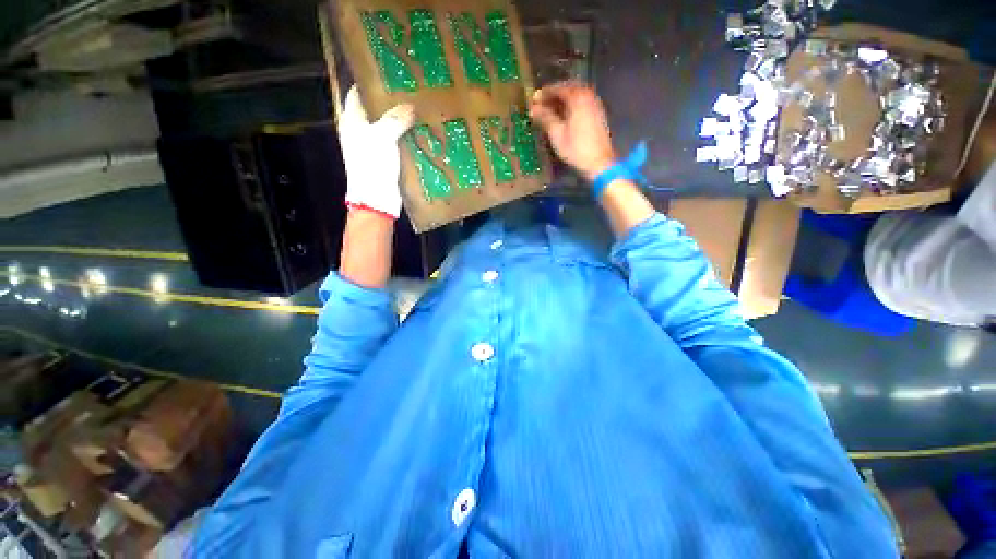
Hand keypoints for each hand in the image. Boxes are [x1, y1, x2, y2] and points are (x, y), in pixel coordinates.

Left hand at [338, 85, 415, 218]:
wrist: (377, 200)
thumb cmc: (372, 166)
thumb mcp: (382, 137)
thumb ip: (395, 120)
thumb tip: (410, 106)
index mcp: (352, 121)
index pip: (357, 93)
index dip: (369, 82)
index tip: (388, 75)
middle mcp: (361, 132)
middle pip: (375, 111)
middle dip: (391, 102)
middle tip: (410, 92)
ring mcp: (374, 147)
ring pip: (388, 128)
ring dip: (401, 122)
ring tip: (419, 111)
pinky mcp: (386, 161)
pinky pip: (397, 144)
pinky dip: (407, 139)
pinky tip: (421, 134)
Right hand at [529, 81, 616, 181]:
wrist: (599, 163)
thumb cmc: (576, 149)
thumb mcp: (557, 134)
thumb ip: (545, 118)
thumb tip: (533, 109)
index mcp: (578, 98)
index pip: (558, 88)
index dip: (545, 93)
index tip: (533, 100)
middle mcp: (588, 96)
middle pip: (569, 89)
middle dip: (554, 94)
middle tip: (542, 103)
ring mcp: (595, 105)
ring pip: (576, 96)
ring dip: (563, 100)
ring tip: (551, 110)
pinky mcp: (598, 115)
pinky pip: (582, 103)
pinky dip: (571, 106)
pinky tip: (564, 116)